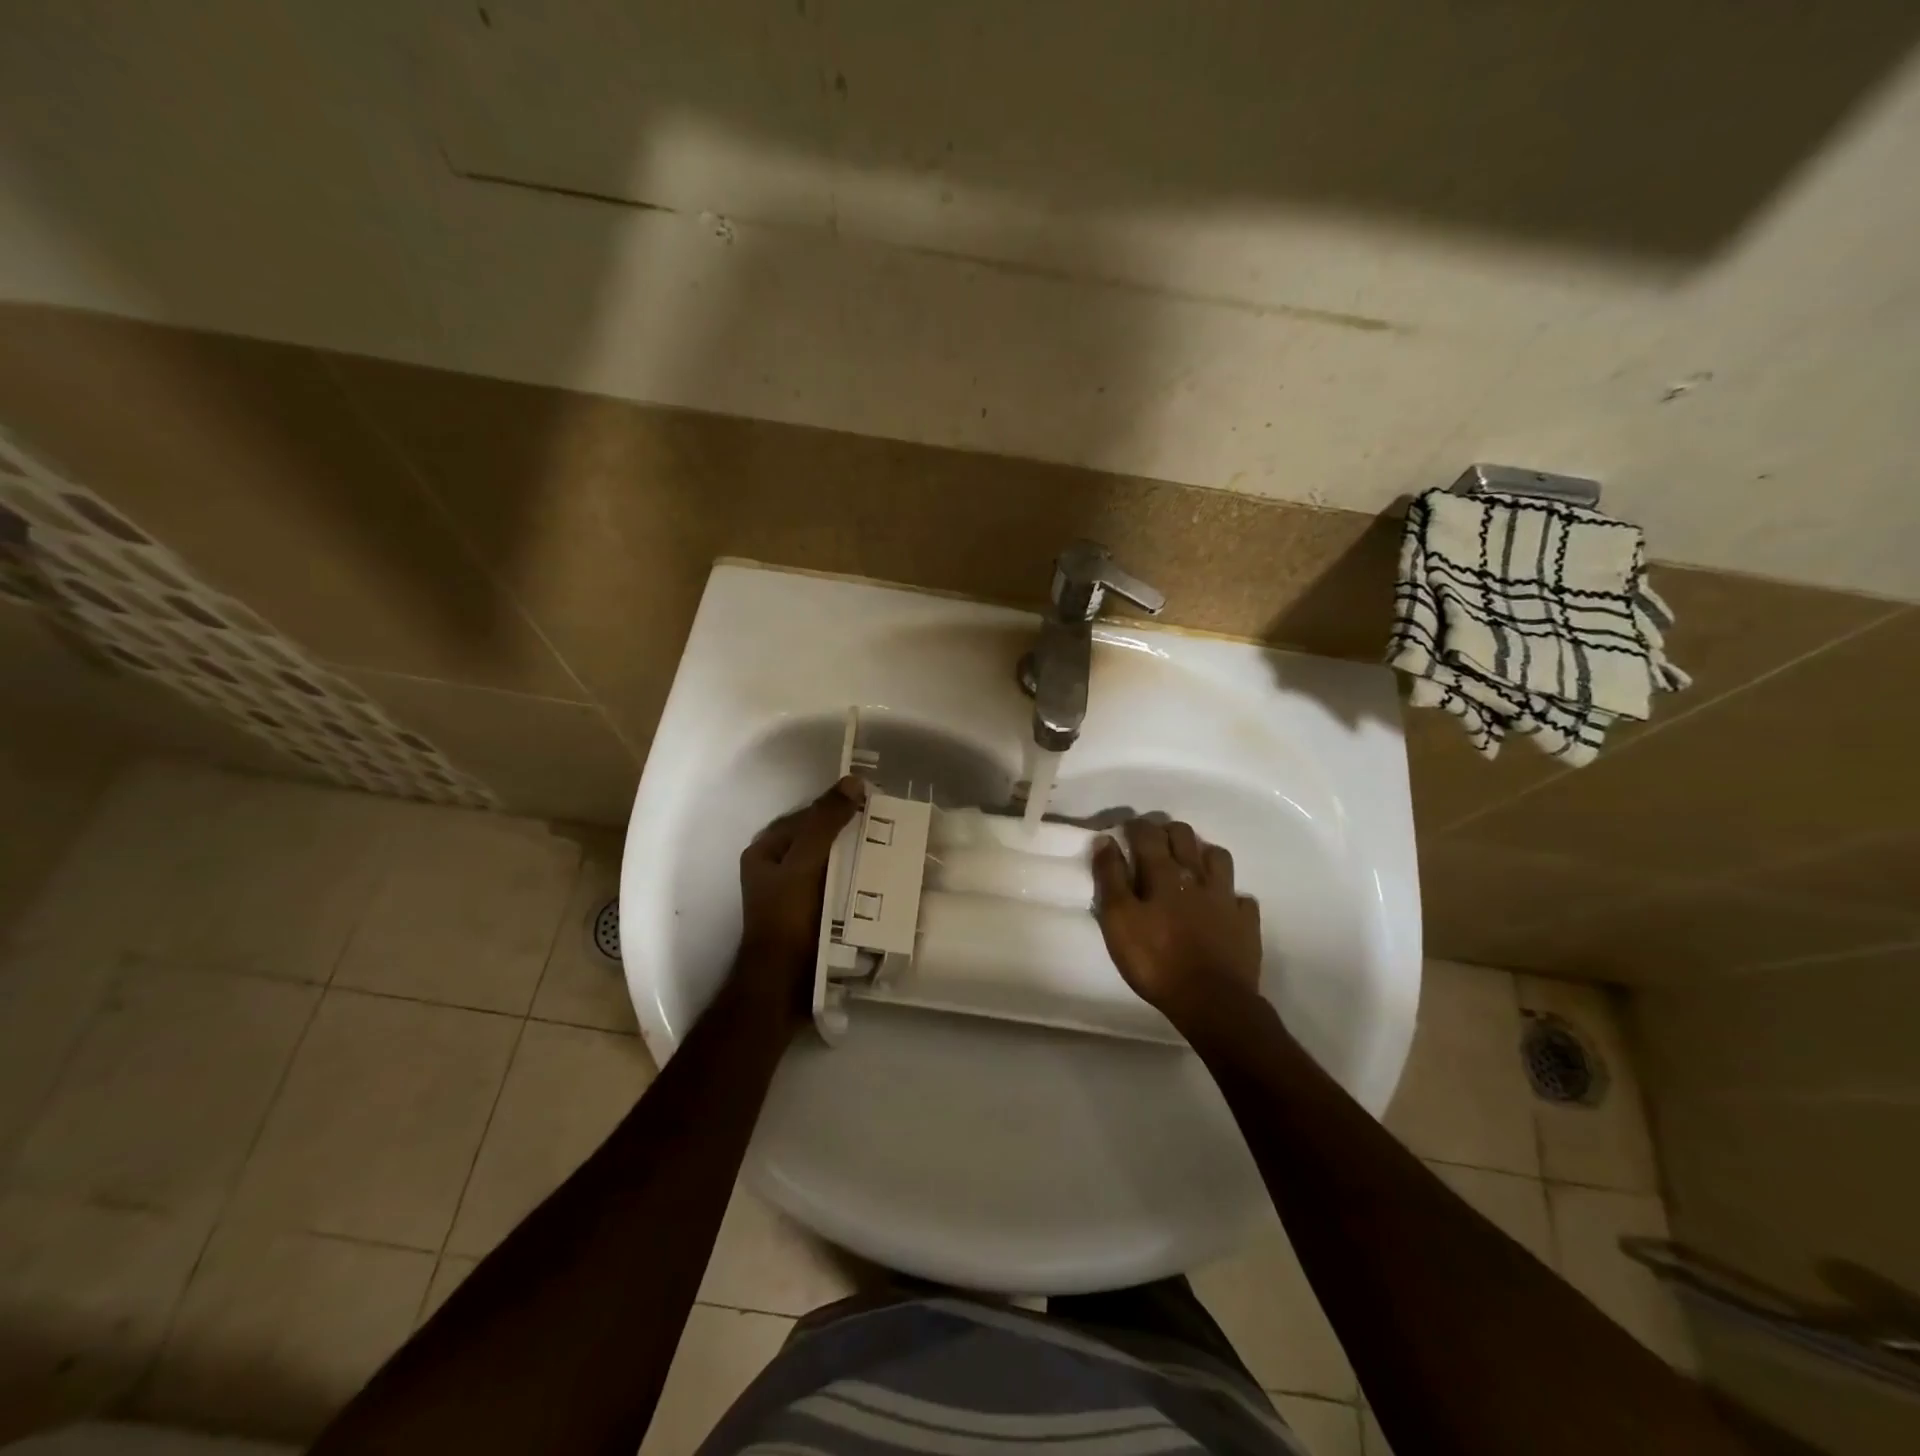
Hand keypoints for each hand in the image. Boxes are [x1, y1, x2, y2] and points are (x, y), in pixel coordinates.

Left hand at [736, 776, 865, 1009]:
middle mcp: (776, 871)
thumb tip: (853, 782)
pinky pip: (835, 890)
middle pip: (819, 841)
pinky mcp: (809, 918)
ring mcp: (792, 896)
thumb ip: (825, 822)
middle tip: (887, 832)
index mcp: (765, 852)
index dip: (836, 808)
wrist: (783, 986)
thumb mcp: (805, 863)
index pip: (806, 816)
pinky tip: (879, 885)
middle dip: (850, 837)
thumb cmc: (788, 919)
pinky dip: (854, 885)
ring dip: (855, 861)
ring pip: (829, 866)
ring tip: (890, 857)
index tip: (872, 807)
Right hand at [1092, 818, 1263, 1022]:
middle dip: (1167, 831)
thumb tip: (1106, 840)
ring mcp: (1226, 898)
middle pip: (1184, 836)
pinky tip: (1223, 904)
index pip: (1148, 834)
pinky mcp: (1246, 922)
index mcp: (1163, 873)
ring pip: (1218, 857)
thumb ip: (1110, 878)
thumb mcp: (1118, 920)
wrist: (1211, 1001)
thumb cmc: (1155, 961)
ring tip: (1190, 864)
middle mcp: (1197, 876)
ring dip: (1201, 853)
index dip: (1135, 826)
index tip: (1125, 828)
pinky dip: (1230, 895)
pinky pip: (1241, 898)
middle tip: (1153, 841)